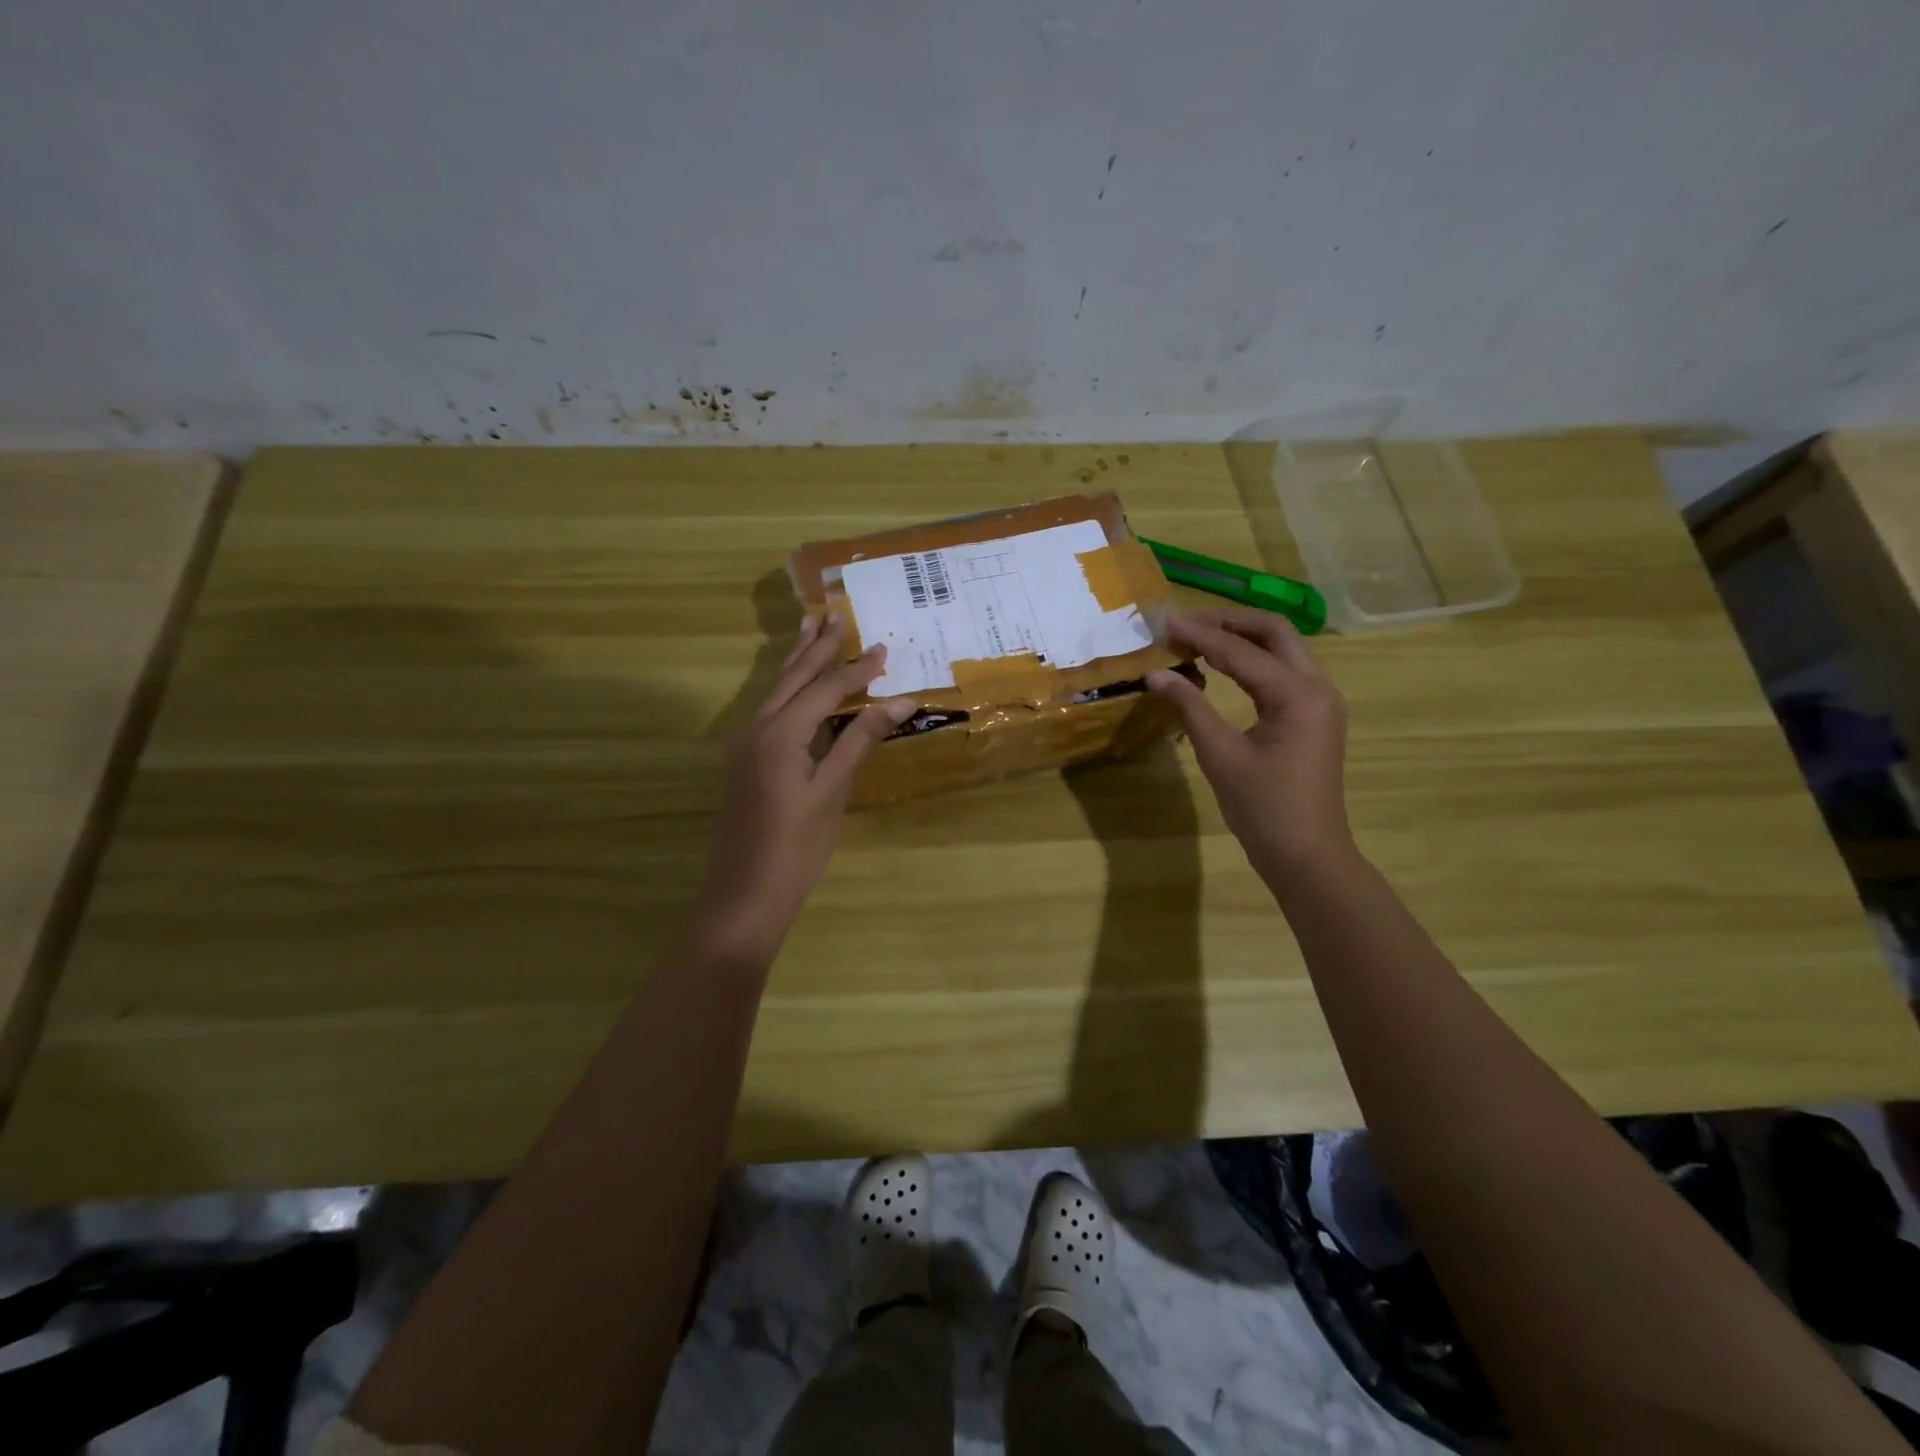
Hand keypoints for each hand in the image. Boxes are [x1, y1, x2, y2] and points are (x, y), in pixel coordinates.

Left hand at [688, 614, 916, 965]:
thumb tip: (900, 701)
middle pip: (792, 678)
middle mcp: (757, 728)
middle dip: (816, 649)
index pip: (825, 689)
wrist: (745, 894)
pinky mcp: (745, 761)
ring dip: (796, 662)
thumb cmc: (795, 847)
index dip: (856, 669)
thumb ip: (860, 741)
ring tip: (810, 631)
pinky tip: (796, 688)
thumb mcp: (832, 792)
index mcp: (780, 732)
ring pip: (775, 691)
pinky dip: (788, 690)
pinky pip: (769, 710)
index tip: (883, 647)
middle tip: (834, 617)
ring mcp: (746, 745)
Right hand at [1146, 607, 1353, 879]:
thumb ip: (1189, 707)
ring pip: (1283, 648)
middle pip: (1274, 632)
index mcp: (1297, 695)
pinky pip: (1285, 670)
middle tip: (1187, 623)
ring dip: (1242, 637)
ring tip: (1199, 638)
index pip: (1242, 651)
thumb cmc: (1263, 808)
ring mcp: (1321, 701)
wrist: (1306, 855)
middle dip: (1229, 621)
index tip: (1166, 622)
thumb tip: (1156, 674)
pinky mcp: (1315, 716)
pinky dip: (1253, 660)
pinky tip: (1223, 666)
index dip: (1201, 634)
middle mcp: (1318, 687)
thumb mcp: (1220, 756)